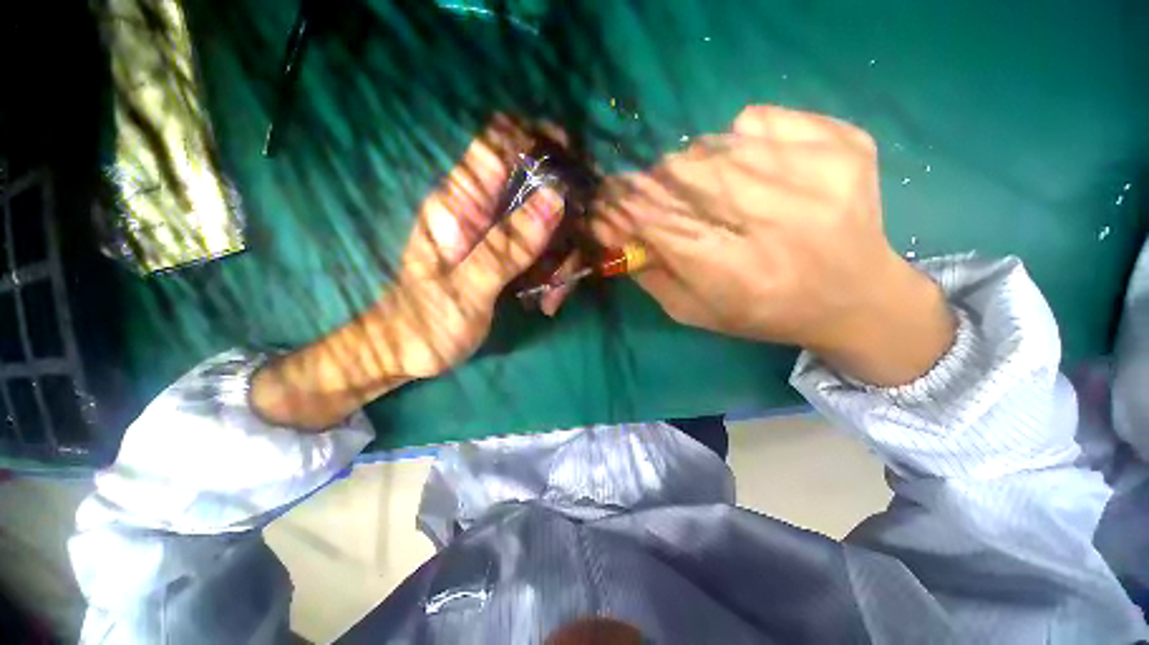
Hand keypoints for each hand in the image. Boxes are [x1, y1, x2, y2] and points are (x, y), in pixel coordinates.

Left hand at [252, 117, 564, 429]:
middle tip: (573, 259)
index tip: (577, 162)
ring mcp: (496, 235)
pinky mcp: (505, 257)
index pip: (498, 144)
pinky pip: (543, 252)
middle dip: (565, 219)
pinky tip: (548, 300)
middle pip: (536, 189)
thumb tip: (554, 198)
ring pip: (547, 226)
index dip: (538, 140)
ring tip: (553, 296)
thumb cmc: (426, 323)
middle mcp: (481, 211)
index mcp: (459, 205)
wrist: (407, 352)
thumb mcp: (467, 289)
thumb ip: (507, 246)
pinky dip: (554, 273)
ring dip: (562, 257)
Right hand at [593, 105, 954, 385]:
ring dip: (694, 163)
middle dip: (656, 181)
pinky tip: (751, 167)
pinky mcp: (844, 145)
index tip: (606, 199)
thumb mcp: (694, 310)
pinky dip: (738, 137)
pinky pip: (760, 119)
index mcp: (736, 274)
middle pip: (685, 172)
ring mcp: (819, 175)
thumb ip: (648, 272)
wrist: (857, 300)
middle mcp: (779, 222)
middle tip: (657, 194)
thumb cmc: (762, 313)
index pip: (659, 222)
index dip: (625, 206)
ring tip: (707, 188)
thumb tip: (608, 229)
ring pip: (717, 142)